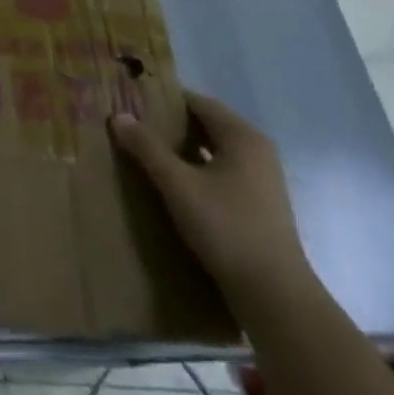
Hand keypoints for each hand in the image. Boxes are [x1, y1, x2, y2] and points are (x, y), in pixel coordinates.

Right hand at [109, 90, 311, 304]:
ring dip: (183, 148)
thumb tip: (118, 116)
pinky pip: (222, 171)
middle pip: (207, 123)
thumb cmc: (226, 228)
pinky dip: (198, 168)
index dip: (163, 99)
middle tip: (133, 126)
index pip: (197, 101)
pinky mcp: (260, 203)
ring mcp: (262, 178)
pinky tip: (174, 183)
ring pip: (214, 149)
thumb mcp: (178, 185)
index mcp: (242, 136)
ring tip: (147, 152)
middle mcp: (257, 150)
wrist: (274, 295)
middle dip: (171, 124)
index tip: (132, 102)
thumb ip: (147, 148)